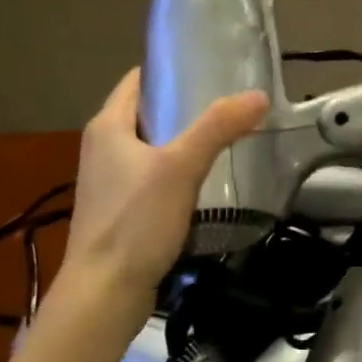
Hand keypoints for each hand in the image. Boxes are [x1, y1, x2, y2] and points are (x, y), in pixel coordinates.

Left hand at [56, 69, 267, 338]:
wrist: (104, 294)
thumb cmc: (135, 221)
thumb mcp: (180, 167)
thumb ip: (218, 127)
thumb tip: (259, 95)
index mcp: (107, 126)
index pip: (138, 79)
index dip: (171, 69)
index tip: (211, 67)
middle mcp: (102, 147)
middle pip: (147, 112)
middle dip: (185, 105)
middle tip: (230, 102)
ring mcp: (108, 181)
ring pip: (151, 146)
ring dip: (183, 140)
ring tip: (226, 135)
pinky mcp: (119, 211)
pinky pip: (152, 176)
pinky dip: (176, 171)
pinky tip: (206, 180)